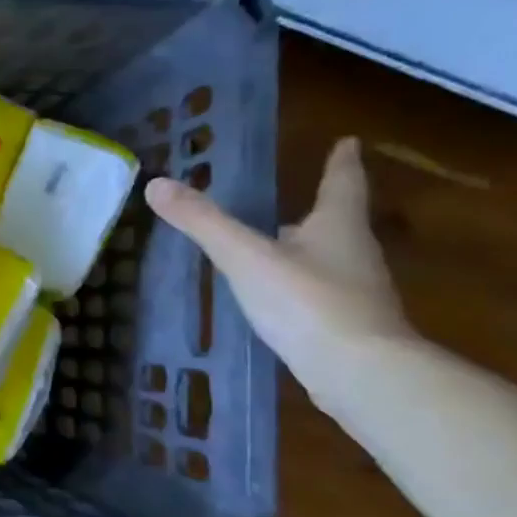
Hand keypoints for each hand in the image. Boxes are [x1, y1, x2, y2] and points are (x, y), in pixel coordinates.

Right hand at [144, 137, 412, 401]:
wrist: (360, 375)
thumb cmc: (307, 302)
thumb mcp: (245, 257)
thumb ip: (202, 222)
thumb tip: (156, 184)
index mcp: (337, 226)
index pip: (342, 182)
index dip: (341, 161)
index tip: (348, 141)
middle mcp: (354, 254)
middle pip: (338, 222)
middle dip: (320, 209)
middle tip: (300, 197)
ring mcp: (356, 293)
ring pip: (331, 259)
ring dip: (309, 248)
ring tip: (280, 245)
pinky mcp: (348, 328)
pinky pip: (322, 295)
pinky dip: (302, 286)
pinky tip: (280, 298)